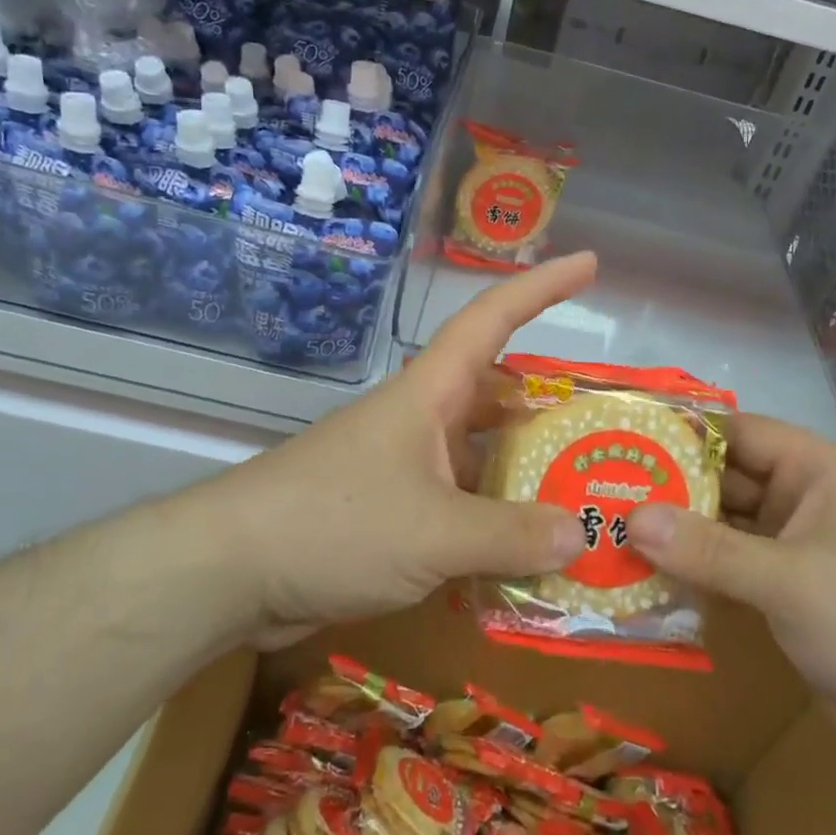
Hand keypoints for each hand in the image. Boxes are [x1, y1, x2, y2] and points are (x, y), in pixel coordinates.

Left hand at [217, 253, 596, 647]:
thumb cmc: (333, 524)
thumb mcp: (433, 532)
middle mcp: (422, 419)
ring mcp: (405, 465)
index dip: (543, 286)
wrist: (230, 570)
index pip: (494, 319)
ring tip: (583, 492)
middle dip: (549, 402)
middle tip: (605, 425)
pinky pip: (460, 502)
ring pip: (481, 454)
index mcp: (431, 394)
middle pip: (498, 394)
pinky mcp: (391, 510)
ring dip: (525, 470)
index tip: (590, 263)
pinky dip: (494, 518)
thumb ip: (509, 534)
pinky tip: (525, 550)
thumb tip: (581, 533)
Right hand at [627, 415, 835, 779]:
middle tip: (597, 491)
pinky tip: (642, 579)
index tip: (618, 437)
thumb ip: (708, 550)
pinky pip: (729, 572)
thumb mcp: (789, 580)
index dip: (679, 432)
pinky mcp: (785, 597)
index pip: (735, 433)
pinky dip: (693, 574)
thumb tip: (629, 518)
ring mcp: (793, 551)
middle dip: (666, 488)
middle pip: (722, 481)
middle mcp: (801, 501)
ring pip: (722, 530)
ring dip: (675, 535)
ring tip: (606, 532)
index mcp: (814, 471)